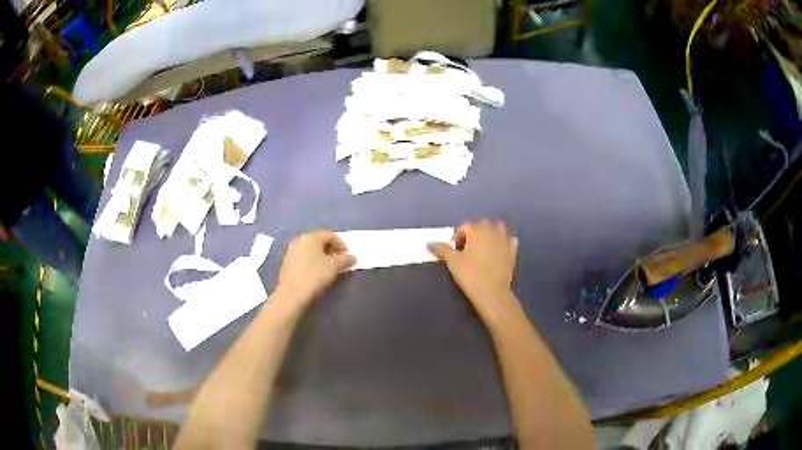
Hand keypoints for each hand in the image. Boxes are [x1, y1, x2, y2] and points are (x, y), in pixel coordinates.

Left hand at [275, 231, 355, 306]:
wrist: (291, 294)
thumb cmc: (314, 276)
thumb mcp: (335, 267)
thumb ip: (346, 259)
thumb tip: (352, 257)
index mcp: (311, 237)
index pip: (331, 235)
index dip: (342, 245)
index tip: (348, 257)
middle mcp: (300, 240)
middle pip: (320, 241)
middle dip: (332, 251)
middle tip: (340, 262)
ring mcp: (291, 251)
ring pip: (311, 250)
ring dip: (322, 257)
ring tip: (329, 269)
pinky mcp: (287, 263)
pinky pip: (304, 258)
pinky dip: (312, 262)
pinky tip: (316, 273)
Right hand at [428, 219, 517, 309]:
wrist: (492, 292)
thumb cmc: (470, 274)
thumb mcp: (453, 262)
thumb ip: (442, 250)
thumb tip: (429, 244)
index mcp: (477, 231)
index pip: (466, 226)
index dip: (458, 235)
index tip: (454, 248)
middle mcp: (492, 231)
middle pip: (483, 224)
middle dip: (475, 231)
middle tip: (467, 246)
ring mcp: (504, 241)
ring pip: (499, 229)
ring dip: (491, 233)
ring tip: (484, 245)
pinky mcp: (513, 252)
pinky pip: (509, 240)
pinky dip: (504, 242)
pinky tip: (499, 250)